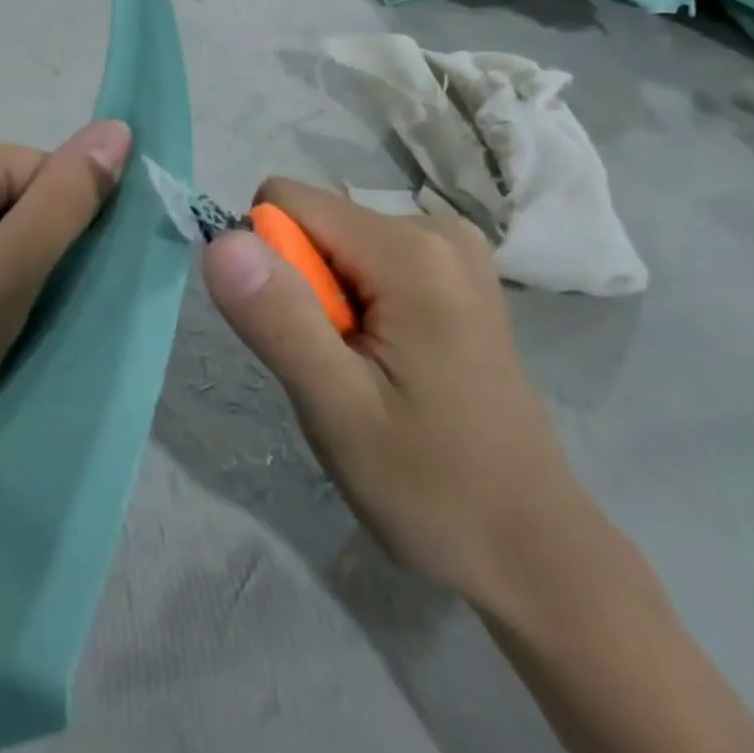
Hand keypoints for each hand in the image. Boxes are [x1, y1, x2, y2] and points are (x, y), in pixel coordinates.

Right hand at [201, 179, 582, 595]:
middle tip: (339, 369)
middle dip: (303, 288)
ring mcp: (452, 249)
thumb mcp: (338, 410)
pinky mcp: (454, 274)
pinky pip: (367, 261)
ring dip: (328, 302)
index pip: (287, 203)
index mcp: (410, 249)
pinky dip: (358, 306)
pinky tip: (389, 365)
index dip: (272, 266)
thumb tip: (221, 240)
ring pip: (335, 243)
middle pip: (315, 223)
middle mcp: (436, 228)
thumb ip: (278, 317)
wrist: (532, 549)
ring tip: (366, 374)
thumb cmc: (433, 488)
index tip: (302, 338)